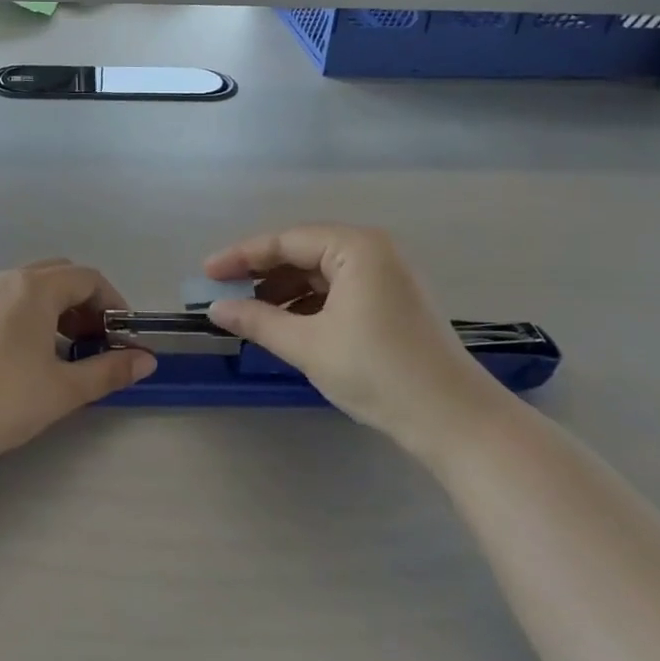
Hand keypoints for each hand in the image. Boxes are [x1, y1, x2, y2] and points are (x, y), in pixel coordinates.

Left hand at [0, 260, 155, 476]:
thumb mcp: (65, 388)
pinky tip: (27, 357)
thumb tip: (147, 361)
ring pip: (29, 288)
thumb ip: (110, 370)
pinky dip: (28, 316)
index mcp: (34, 287)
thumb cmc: (5, 400)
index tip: (122, 336)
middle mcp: (5, 280)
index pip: (87, 278)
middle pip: (58, 276)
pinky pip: (5, 301)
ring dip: (56, 310)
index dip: (113, 303)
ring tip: (64, 352)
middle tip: (95, 342)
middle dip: (84, 303)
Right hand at [203, 224, 504, 459]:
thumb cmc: (377, 372)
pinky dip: (309, 304)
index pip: (285, 241)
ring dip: (284, 290)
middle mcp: (374, 250)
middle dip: (261, 273)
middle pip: (303, 251)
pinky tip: (287, 324)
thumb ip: (257, 320)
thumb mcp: (307, 345)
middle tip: (224, 292)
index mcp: (356, 247)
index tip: (206, 273)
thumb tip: (215, 308)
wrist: (453, 419)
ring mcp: (388, 275)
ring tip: (251, 313)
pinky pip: (339, 289)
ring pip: (320, 272)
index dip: (241, 256)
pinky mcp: (393, 300)